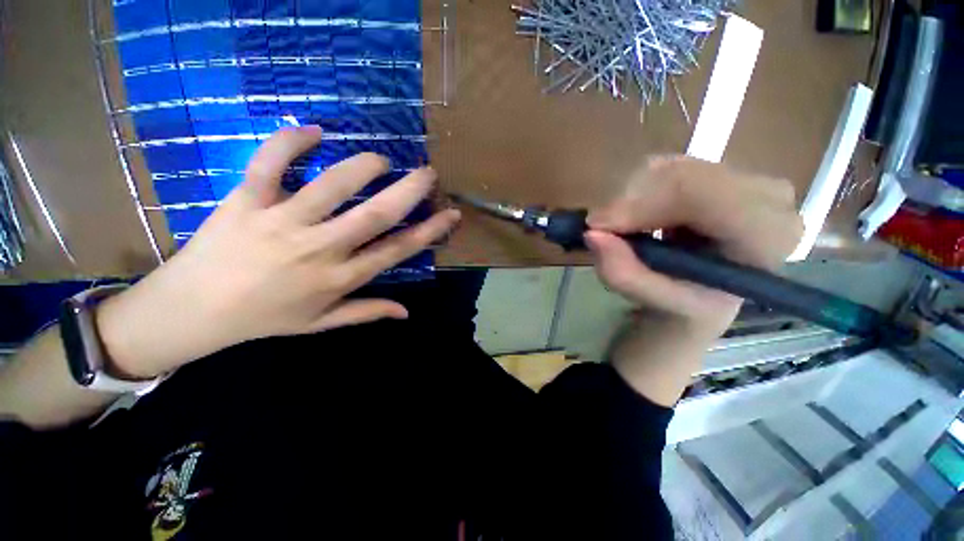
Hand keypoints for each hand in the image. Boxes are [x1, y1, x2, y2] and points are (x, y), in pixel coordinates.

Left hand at [97, 126, 460, 378]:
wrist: (191, 312)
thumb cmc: (264, 318)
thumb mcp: (321, 323)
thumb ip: (367, 312)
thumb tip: (406, 312)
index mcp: (339, 278)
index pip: (397, 250)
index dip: (429, 231)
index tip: (450, 213)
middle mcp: (319, 249)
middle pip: (374, 215)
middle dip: (408, 191)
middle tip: (427, 173)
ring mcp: (281, 223)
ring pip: (331, 187)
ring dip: (363, 168)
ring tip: (381, 160)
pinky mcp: (245, 202)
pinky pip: (269, 164)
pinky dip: (290, 141)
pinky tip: (314, 130)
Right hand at [585, 156, 802, 404]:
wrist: (709, 291)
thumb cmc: (690, 302)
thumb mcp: (657, 301)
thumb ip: (625, 273)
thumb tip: (592, 234)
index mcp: (767, 233)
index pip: (701, 192)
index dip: (640, 204)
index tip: (599, 226)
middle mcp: (768, 195)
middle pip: (681, 175)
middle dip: (631, 203)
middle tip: (608, 231)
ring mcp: (746, 175)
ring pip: (668, 168)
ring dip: (633, 198)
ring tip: (631, 230)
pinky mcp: (721, 169)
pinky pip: (666, 167)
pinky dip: (641, 191)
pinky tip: (645, 217)